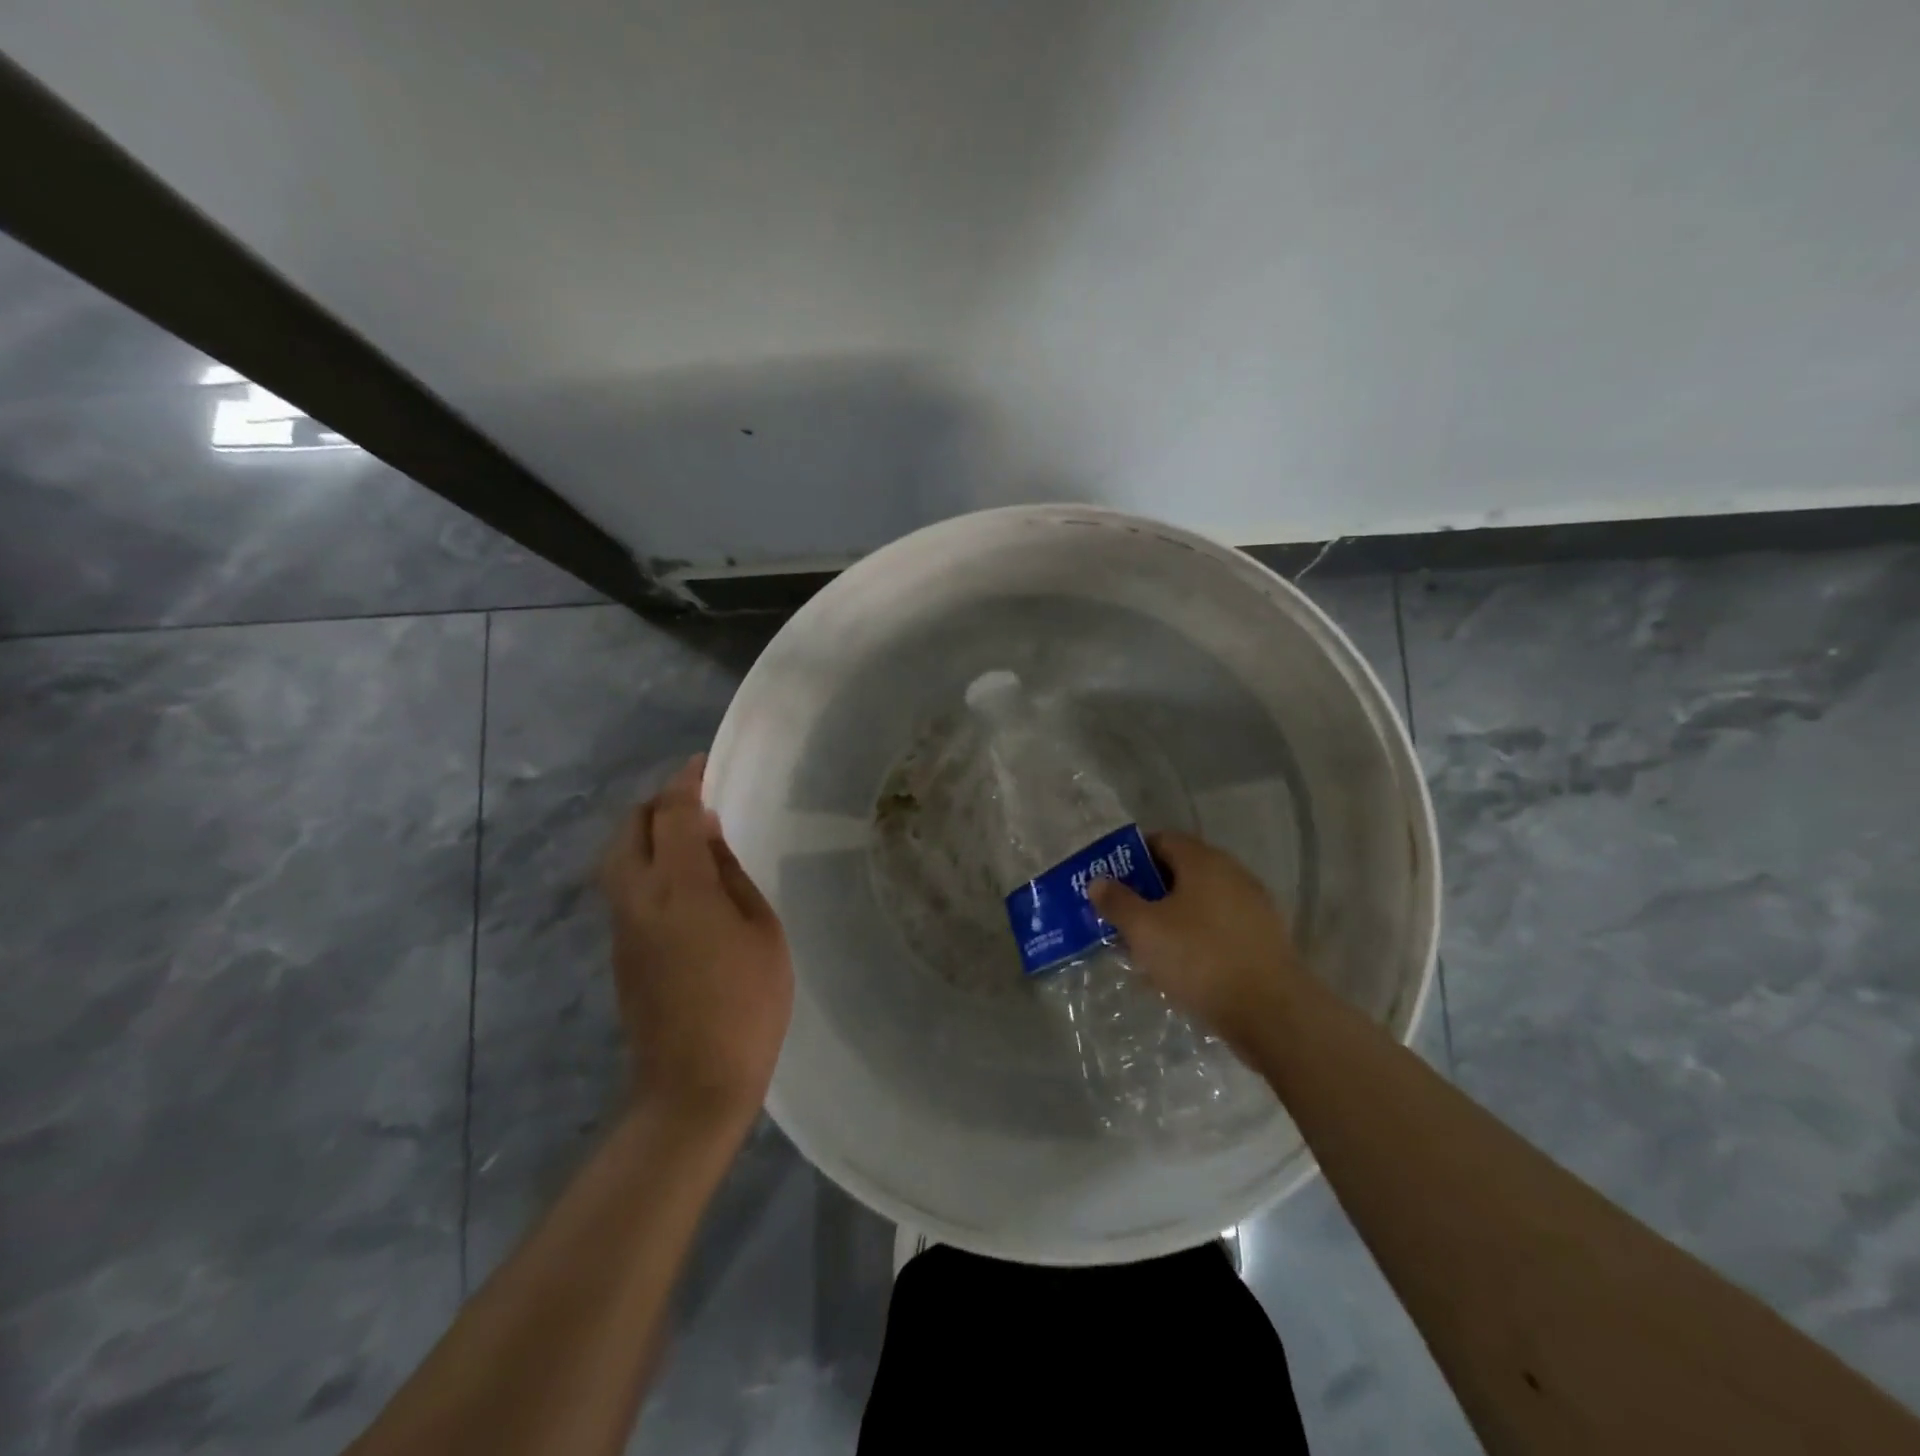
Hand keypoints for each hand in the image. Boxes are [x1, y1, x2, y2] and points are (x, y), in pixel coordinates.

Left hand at [599, 755, 792, 1131]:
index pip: (671, 813)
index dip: (686, 782)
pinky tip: (682, 881)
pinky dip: (645, 866)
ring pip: (619, 859)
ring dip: (647, 835)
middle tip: (695, 801)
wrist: (692, 1085)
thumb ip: (731, 877)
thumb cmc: (746, 1004)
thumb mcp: (762, 932)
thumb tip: (707, 840)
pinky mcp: (619, 953)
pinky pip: (625, 888)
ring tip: (689, 836)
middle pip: (629, 829)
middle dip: (657, 804)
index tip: (703, 764)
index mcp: (678, 887)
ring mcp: (622, 927)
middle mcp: (637, 898)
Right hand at [1088, 830, 1310, 1055]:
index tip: (1111, 882)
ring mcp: (1253, 906)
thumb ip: (1117, 902)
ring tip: (1147, 946)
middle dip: (1150, 891)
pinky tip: (1182, 966)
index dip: (1132, 857)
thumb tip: (1098, 881)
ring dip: (1172, 917)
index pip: (1161, 840)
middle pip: (1181, 871)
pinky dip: (1197, 938)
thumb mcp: (1145, 930)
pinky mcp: (1264, 938)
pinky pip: (1219, 927)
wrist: (1272, 1012)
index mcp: (1203, 861)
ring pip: (1200, 902)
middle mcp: (1232, 874)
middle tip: (1123, 915)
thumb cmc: (1199, 958)